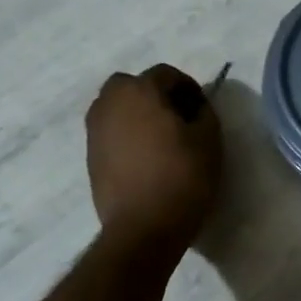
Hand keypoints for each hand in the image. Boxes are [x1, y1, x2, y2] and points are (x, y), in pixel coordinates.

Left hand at [86, 65, 223, 256]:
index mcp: (139, 91)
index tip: (201, 109)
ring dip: (137, 114)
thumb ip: (204, 113)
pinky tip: (145, 159)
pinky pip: (110, 133)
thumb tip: (195, 107)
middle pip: (132, 85)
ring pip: (116, 108)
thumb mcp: (209, 141)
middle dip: (155, 95)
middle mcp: (109, 103)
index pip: (166, 73)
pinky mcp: (90, 157)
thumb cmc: (182, 177)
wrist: (143, 227)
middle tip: (177, 118)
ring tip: (160, 140)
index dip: (188, 87)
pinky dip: (126, 136)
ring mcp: (95, 131)